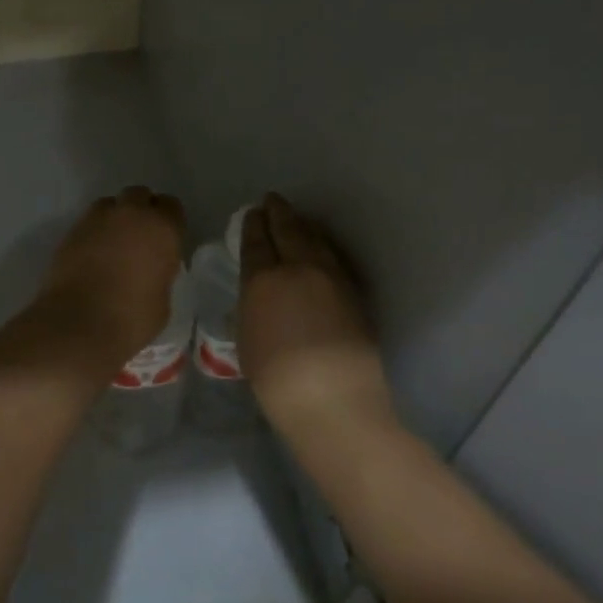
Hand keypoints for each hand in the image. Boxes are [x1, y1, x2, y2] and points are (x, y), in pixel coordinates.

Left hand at [32, 186, 185, 369]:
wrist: (78, 323)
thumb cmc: (131, 318)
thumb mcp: (162, 300)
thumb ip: (160, 274)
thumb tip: (151, 271)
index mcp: (162, 228)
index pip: (171, 206)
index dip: (169, 221)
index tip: (165, 239)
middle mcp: (131, 213)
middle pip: (139, 195)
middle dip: (141, 210)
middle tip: (140, 237)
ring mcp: (98, 218)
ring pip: (111, 204)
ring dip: (115, 217)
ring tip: (114, 244)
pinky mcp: (72, 229)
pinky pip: (89, 221)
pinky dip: (94, 232)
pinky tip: (93, 254)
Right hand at [239, 194, 392, 442]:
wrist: (334, 402)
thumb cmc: (277, 379)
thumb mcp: (247, 338)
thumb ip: (252, 305)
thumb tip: (260, 291)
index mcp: (264, 279)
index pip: (256, 241)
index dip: (254, 224)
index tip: (253, 212)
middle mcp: (299, 268)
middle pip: (288, 229)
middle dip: (278, 213)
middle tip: (272, 200)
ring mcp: (332, 278)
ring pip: (316, 239)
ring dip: (303, 225)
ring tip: (296, 218)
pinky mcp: (355, 293)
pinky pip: (336, 257)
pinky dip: (324, 245)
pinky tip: (322, 246)